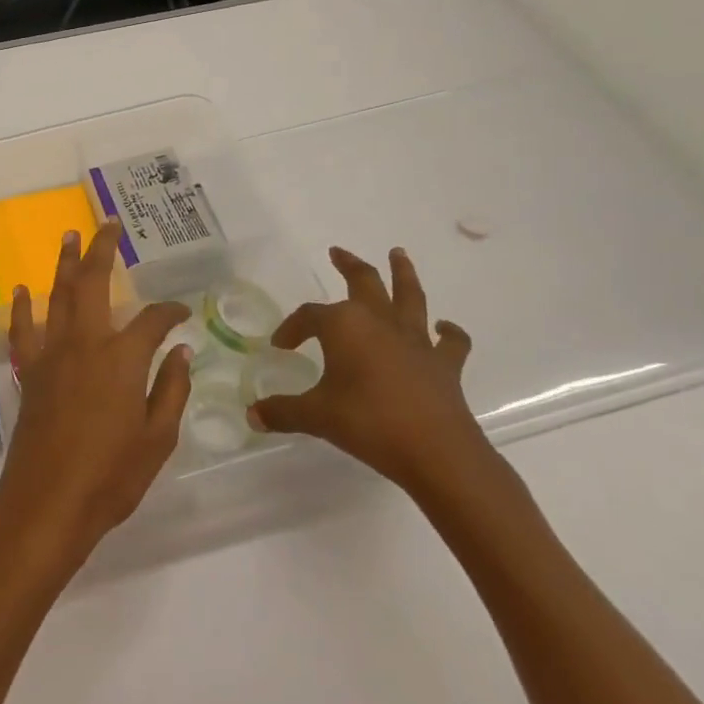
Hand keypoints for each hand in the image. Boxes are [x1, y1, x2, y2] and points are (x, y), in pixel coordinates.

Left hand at [0, 220, 191, 569]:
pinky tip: (23, 290)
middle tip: (109, 225)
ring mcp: (51, 354)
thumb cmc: (111, 476)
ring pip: (58, 295)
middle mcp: (85, 343)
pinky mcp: (29, 371)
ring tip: (69, 235)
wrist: (48, 503)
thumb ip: (172, 389)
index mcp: (122, 358)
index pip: (152, 320)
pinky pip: (23, 330)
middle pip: (93, 282)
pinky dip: (23, 308)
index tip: (181, 314)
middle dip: (102, 249)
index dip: (170, 313)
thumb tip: (182, 351)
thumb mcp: (158, 438)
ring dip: (64, 263)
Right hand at [247, 246, 490, 495]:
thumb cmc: (368, 424)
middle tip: (337, 252)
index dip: (292, 328)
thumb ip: (283, 412)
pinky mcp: (444, 363)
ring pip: (409, 295)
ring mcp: (415, 340)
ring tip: (398, 253)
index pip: (309, 316)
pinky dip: (449, 332)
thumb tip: (252, 415)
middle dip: (348, 265)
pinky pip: (450, 341)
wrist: (435, 452)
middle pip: (363, 282)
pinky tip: (444, 328)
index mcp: (344, 326)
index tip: (281, 346)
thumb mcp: (317, 417)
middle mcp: (379, 322)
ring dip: (403, 273)